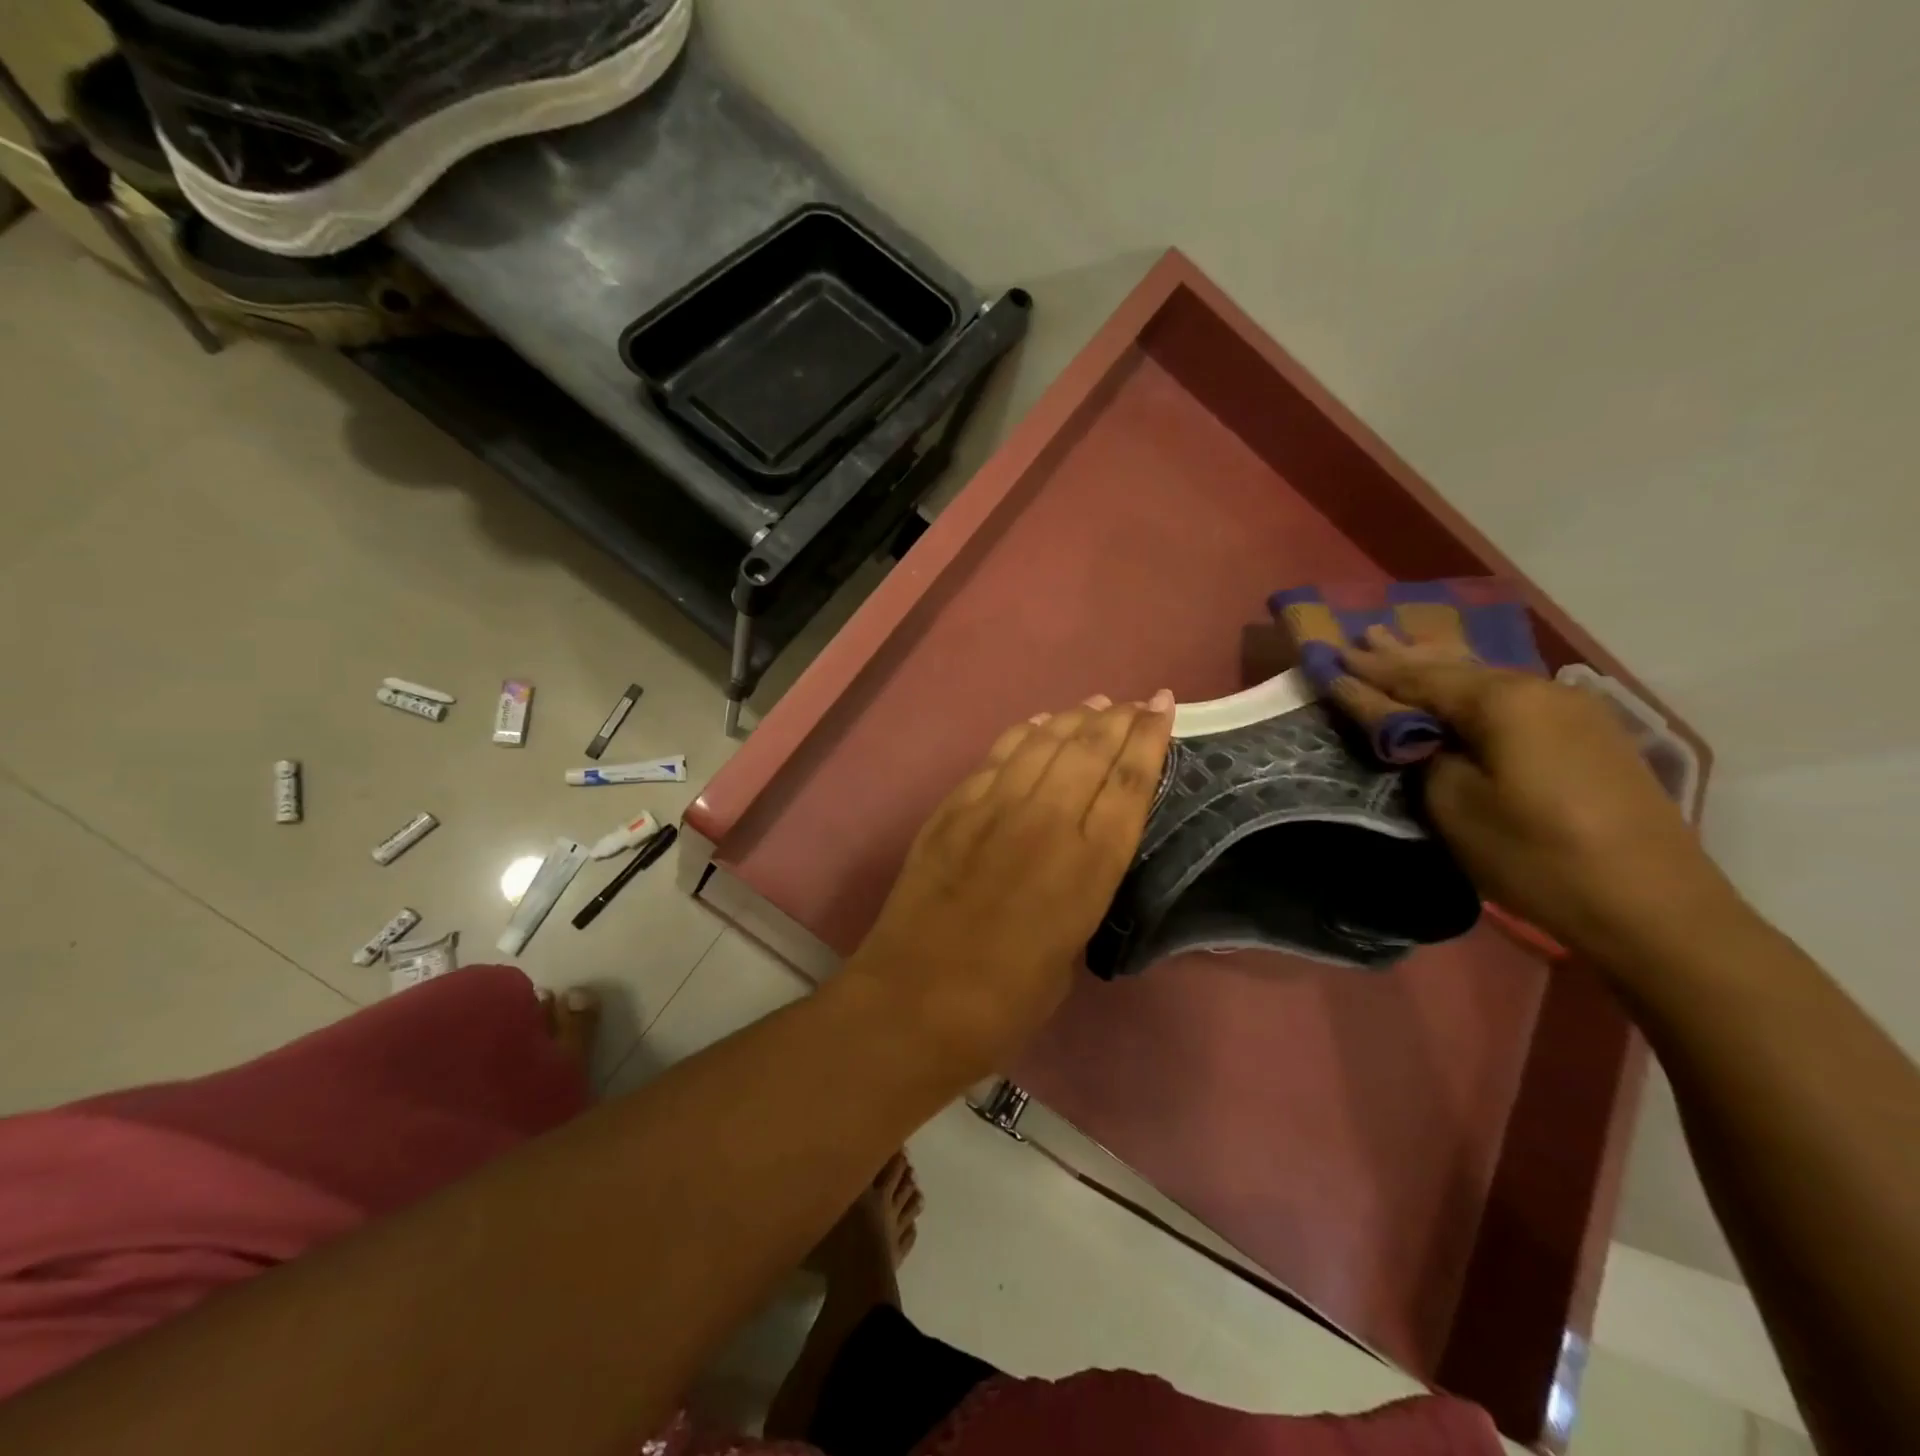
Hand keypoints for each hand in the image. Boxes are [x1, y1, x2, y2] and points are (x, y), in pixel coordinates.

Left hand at [845, 692, 1174, 1072]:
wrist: (916, 1001)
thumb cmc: (1006, 1000)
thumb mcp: (1071, 947)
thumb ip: (1080, 888)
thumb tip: (1078, 853)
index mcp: (1089, 865)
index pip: (1129, 782)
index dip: (1150, 738)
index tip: (1163, 707)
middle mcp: (1047, 821)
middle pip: (1090, 749)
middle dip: (1119, 718)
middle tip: (1137, 703)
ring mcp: (994, 807)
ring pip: (1044, 742)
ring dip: (1074, 718)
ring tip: (1095, 705)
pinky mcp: (954, 807)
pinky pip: (998, 756)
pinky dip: (1024, 735)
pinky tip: (1037, 727)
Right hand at [1334, 626, 1737, 961]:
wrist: (1655, 909)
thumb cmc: (1536, 856)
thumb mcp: (1455, 804)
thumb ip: (1413, 747)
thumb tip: (1387, 714)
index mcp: (1503, 701)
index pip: (1417, 678)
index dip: (1369, 671)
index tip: (1329, 656)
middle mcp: (1540, 689)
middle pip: (1454, 667)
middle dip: (1403, 656)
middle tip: (1362, 636)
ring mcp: (1573, 709)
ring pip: (1487, 676)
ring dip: (1439, 665)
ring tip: (1401, 644)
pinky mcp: (1588, 734)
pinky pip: (1512, 695)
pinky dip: (1472, 685)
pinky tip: (1461, 678)